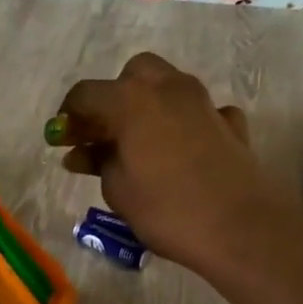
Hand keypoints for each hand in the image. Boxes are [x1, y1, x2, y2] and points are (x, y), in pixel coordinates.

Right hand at [46, 52, 299, 273]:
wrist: (240, 228)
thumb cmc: (167, 210)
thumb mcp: (118, 190)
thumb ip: (98, 162)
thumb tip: (82, 153)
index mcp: (131, 100)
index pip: (86, 94)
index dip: (69, 116)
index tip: (62, 140)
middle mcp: (168, 88)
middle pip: (133, 75)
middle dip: (114, 97)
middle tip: (104, 133)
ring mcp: (204, 102)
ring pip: (168, 86)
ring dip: (149, 105)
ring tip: (139, 143)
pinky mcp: (230, 123)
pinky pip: (200, 111)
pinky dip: (186, 123)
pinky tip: (182, 150)